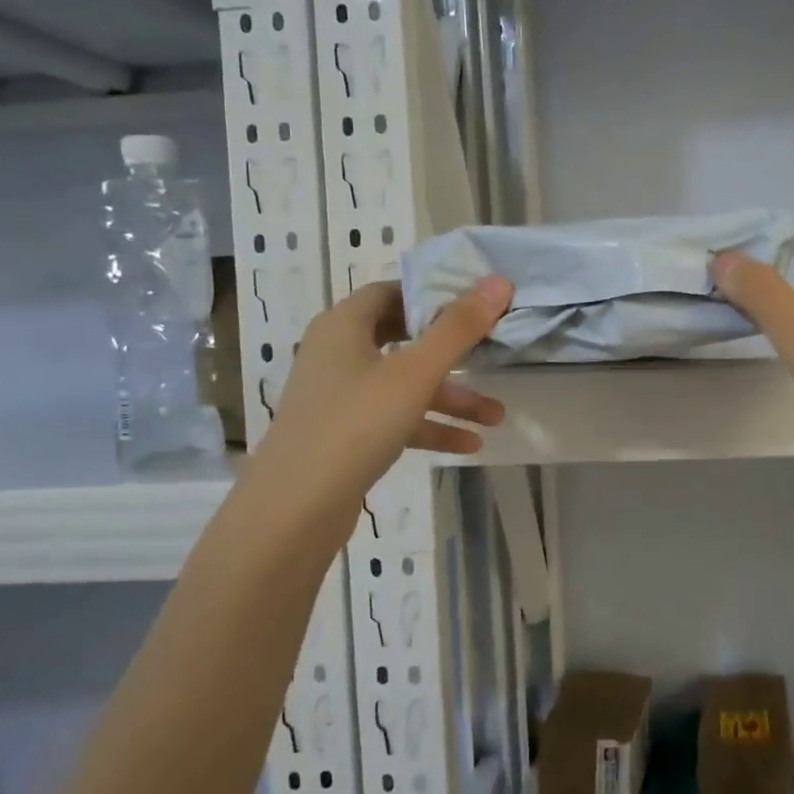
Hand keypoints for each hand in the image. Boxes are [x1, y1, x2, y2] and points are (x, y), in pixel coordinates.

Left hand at [241, 276, 512, 550]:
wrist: (294, 511)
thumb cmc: (354, 425)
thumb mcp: (414, 372)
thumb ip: (458, 327)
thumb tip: (499, 281)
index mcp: (344, 325)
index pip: (392, 291)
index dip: (433, 293)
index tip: (476, 303)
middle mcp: (337, 353)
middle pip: (402, 337)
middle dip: (451, 350)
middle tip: (490, 350)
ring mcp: (340, 396)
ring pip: (403, 384)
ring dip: (449, 397)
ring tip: (496, 415)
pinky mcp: (345, 434)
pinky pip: (395, 418)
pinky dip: (429, 426)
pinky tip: (469, 444)